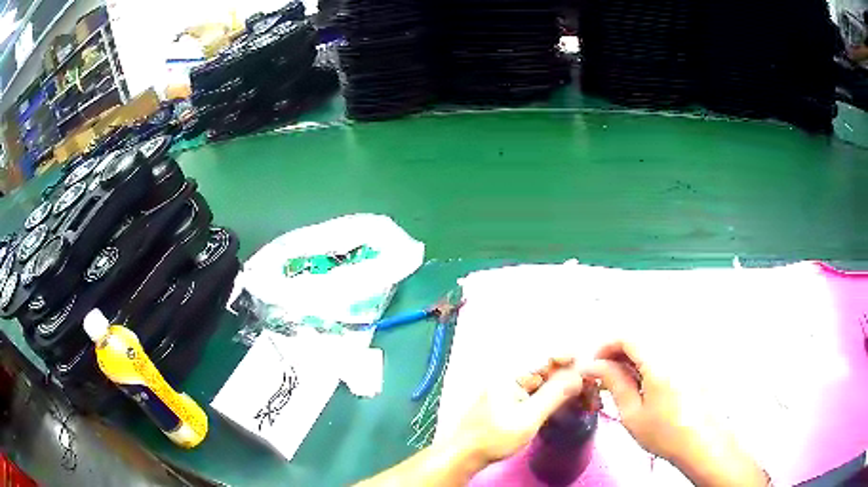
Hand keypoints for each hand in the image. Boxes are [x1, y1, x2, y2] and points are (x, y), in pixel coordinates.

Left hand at [450, 358, 585, 464]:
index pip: (544, 358)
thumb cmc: (494, 437)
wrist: (466, 454)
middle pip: (545, 370)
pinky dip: (551, 396)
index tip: (587, 364)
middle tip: (588, 384)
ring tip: (581, 393)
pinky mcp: (509, 402)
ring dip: (561, 386)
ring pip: (542, 382)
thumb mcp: (528, 418)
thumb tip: (577, 375)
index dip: (567, 358)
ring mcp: (508, 390)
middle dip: (568, 374)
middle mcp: (509, 377)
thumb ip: (553, 395)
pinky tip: (563, 402)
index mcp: (511, 375)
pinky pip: (535, 393)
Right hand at [580, 340, 702, 460]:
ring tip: (625, 381)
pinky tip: (647, 382)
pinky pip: (667, 350)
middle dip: (619, 352)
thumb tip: (593, 366)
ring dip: (634, 356)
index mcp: (659, 362)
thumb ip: (614, 383)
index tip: (594, 366)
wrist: (702, 441)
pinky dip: (650, 359)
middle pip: (641, 336)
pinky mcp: (694, 360)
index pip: (628, 337)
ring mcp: (687, 353)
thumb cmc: (664, 433)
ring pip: (654, 343)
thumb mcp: (632, 414)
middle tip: (607, 376)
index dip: (606, 346)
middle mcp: (675, 349)